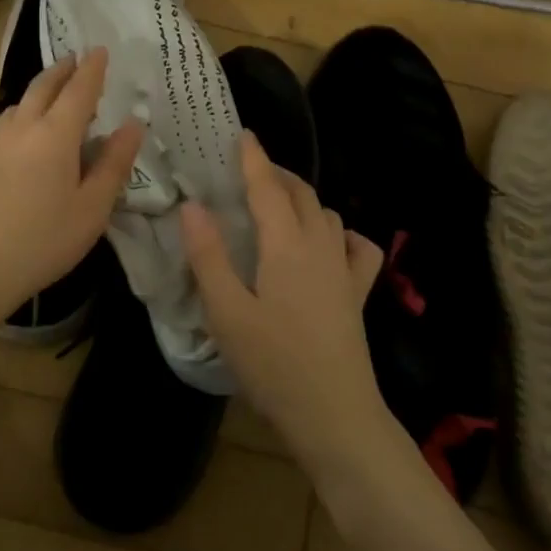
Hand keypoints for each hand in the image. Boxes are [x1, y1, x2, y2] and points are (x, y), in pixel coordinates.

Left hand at [0, 49, 143, 320]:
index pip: (79, 90)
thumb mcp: (93, 207)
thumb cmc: (45, 240)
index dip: (92, 69)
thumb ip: (114, 163)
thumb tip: (132, 124)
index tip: (100, 49)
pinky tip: (6, 130)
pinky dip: (8, 119)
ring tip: (49, 95)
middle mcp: (23, 128)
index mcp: (56, 135)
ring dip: (36, 92)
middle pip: (43, 87)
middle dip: (62, 70)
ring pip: (17, 104)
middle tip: (75, 60)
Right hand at [180, 132, 389, 475]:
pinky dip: (342, 234)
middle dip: (276, 173)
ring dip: (303, 198)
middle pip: (301, 193)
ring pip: (327, 214)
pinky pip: (357, 248)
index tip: (241, 134)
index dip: (253, 158)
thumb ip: (208, 256)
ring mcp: (344, 270)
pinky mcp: (358, 293)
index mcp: (285, 246)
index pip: (268, 188)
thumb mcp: (227, 313)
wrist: (335, 416)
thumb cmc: (273, 364)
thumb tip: (193, 206)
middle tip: (248, 170)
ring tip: (278, 203)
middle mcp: (320, 246)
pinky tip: (329, 243)